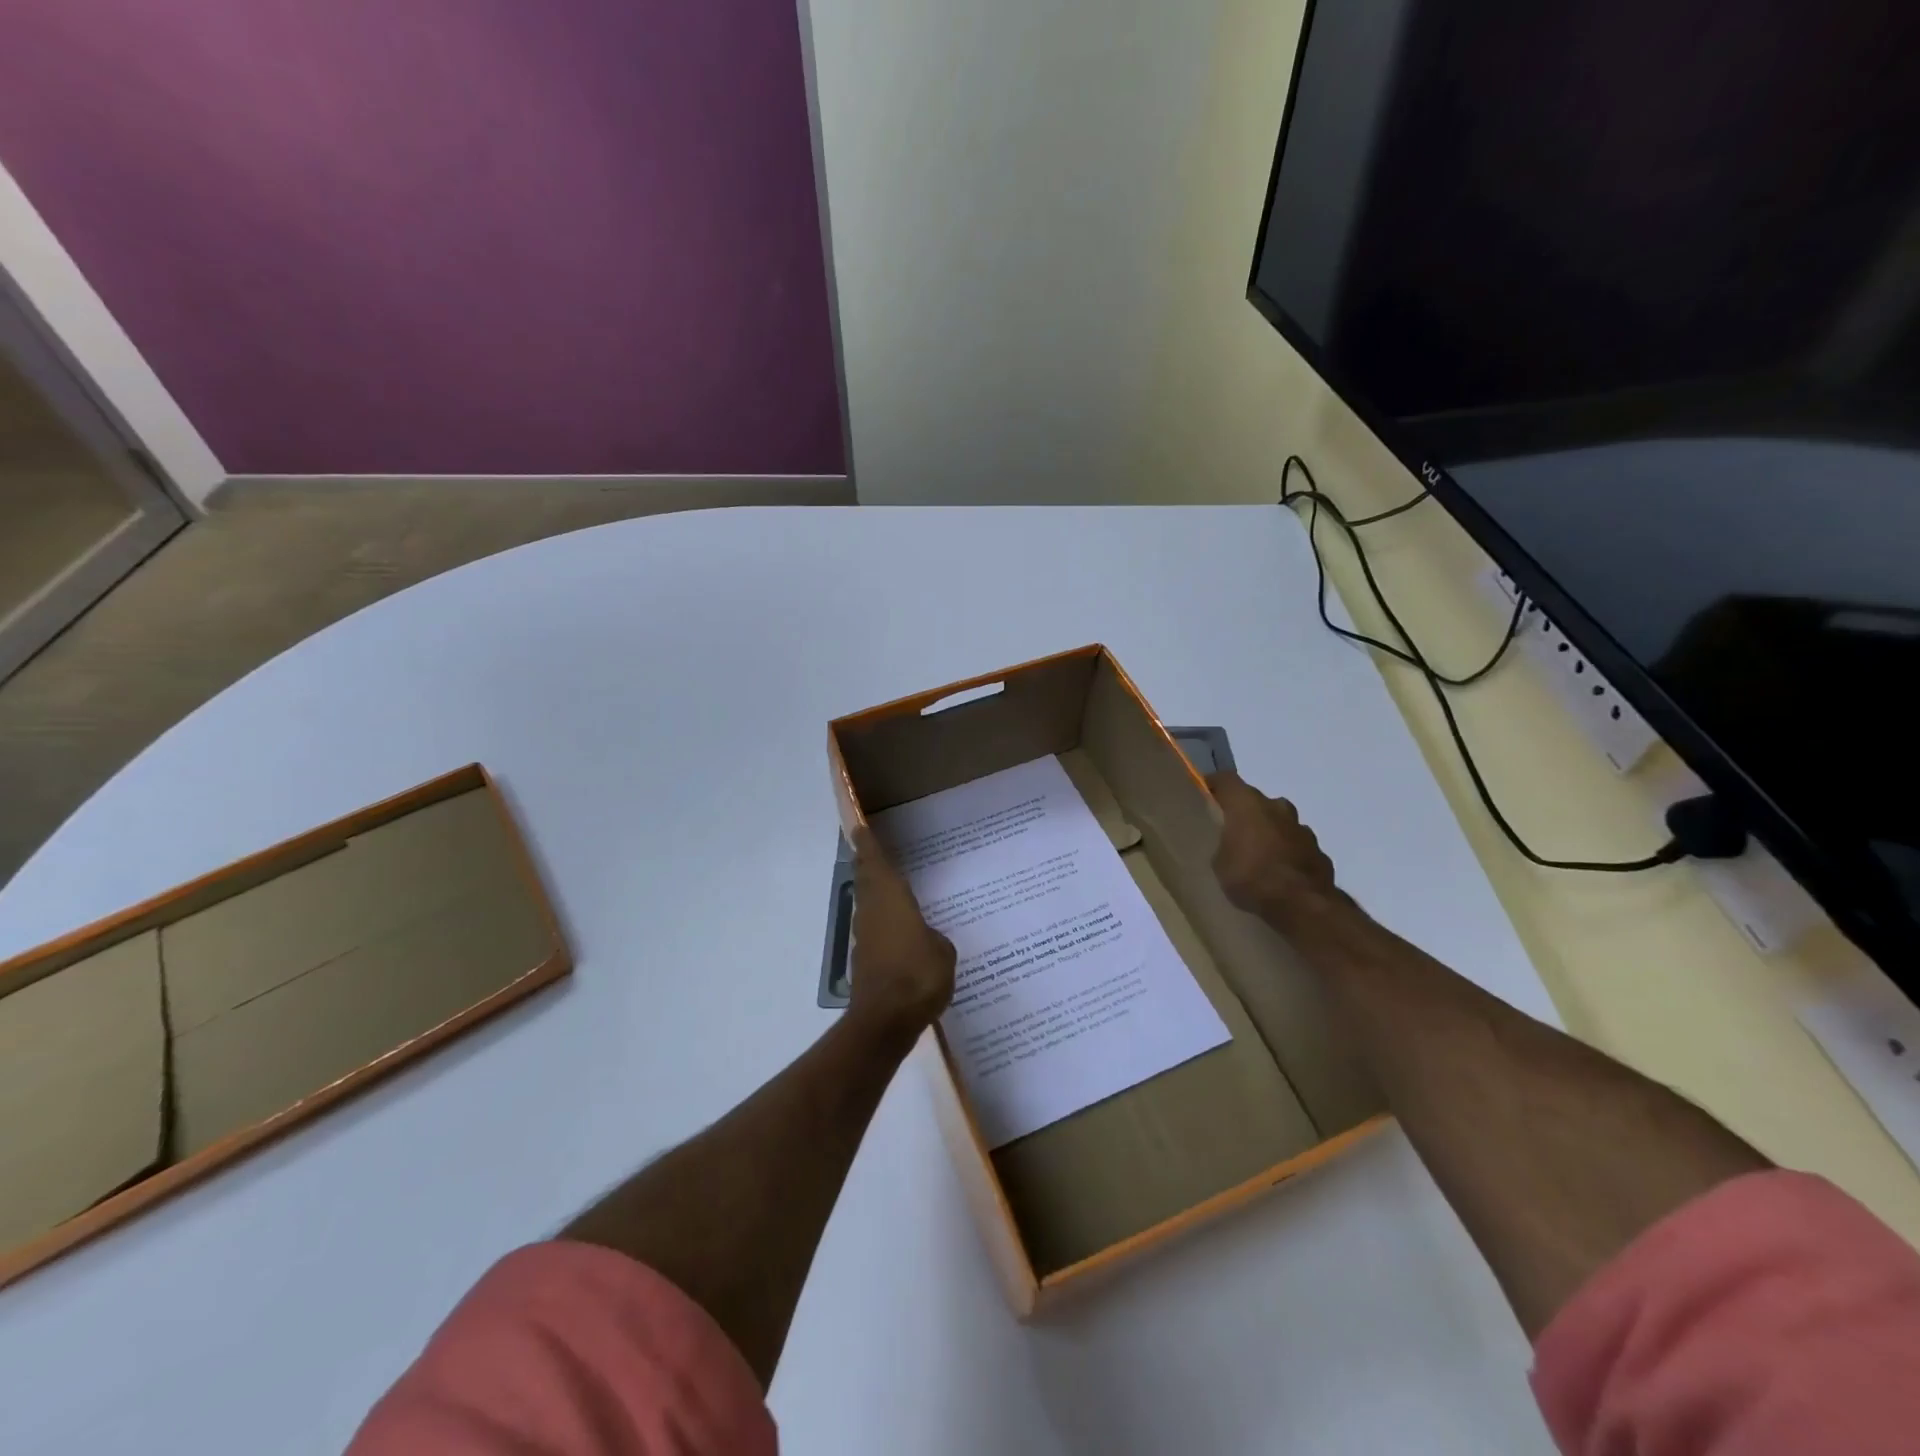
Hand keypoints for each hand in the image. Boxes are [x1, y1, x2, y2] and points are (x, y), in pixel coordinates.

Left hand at [847, 827, 955, 1039]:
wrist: (886, 1020)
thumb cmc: (918, 975)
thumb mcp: (943, 952)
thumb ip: (934, 938)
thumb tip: (926, 940)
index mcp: (891, 899)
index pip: (875, 863)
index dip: (868, 845)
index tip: (859, 828)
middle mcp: (873, 912)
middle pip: (866, 880)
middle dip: (867, 865)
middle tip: (871, 850)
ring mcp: (865, 937)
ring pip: (867, 904)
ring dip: (872, 892)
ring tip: (888, 885)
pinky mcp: (865, 961)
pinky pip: (873, 929)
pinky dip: (881, 921)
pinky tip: (897, 929)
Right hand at [1208, 770, 1342, 928]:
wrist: (1302, 904)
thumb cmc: (1251, 877)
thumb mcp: (1220, 864)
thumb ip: (1225, 846)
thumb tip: (1232, 846)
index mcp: (1247, 804)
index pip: (1226, 780)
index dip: (1215, 785)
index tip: (1205, 795)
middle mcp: (1276, 807)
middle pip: (1256, 800)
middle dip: (1245, 812)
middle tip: (1232, 831)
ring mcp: (1301, 828)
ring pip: (1280, 821)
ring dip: (1270, 832)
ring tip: (1259, 855)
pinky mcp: (1318, 850)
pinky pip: (1296, 845)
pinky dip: (1287, 852)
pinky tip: (1281, 873)